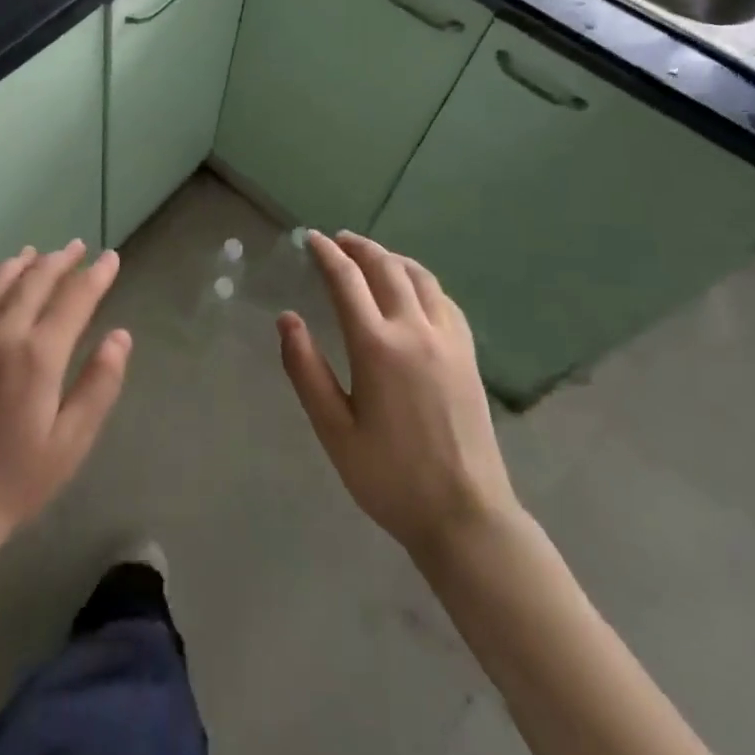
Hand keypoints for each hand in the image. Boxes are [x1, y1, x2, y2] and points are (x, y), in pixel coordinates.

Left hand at [0, 241, 130, 554]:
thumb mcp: (70, 442)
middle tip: (80, 248)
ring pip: (0, 280)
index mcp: (38, 354)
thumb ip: (99, 384)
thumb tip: (120, 336)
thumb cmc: (13, 479)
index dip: (96, 275)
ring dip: (26, 262)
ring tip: (42, 254)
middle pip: (36, 279)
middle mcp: (2, 331)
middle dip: (62, 260)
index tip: (110, 257)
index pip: (75, 297)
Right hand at [278, 232, 518, 561]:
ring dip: (391, 257)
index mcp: (377, 347)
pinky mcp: (468, 354)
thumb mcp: (334, 430)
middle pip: (385, 267)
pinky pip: (443, 298)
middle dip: (358, 247)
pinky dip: (421, 280)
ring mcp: (448, 339)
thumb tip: (287, 319)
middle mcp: (415, 330)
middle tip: (337, 240)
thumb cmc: (390, 477)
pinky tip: (413, 288)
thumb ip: (306, 370)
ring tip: (372, 256)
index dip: (326, 254)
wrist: (465, 515)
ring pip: (419, 277)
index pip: (347, 280)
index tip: (311, 239)